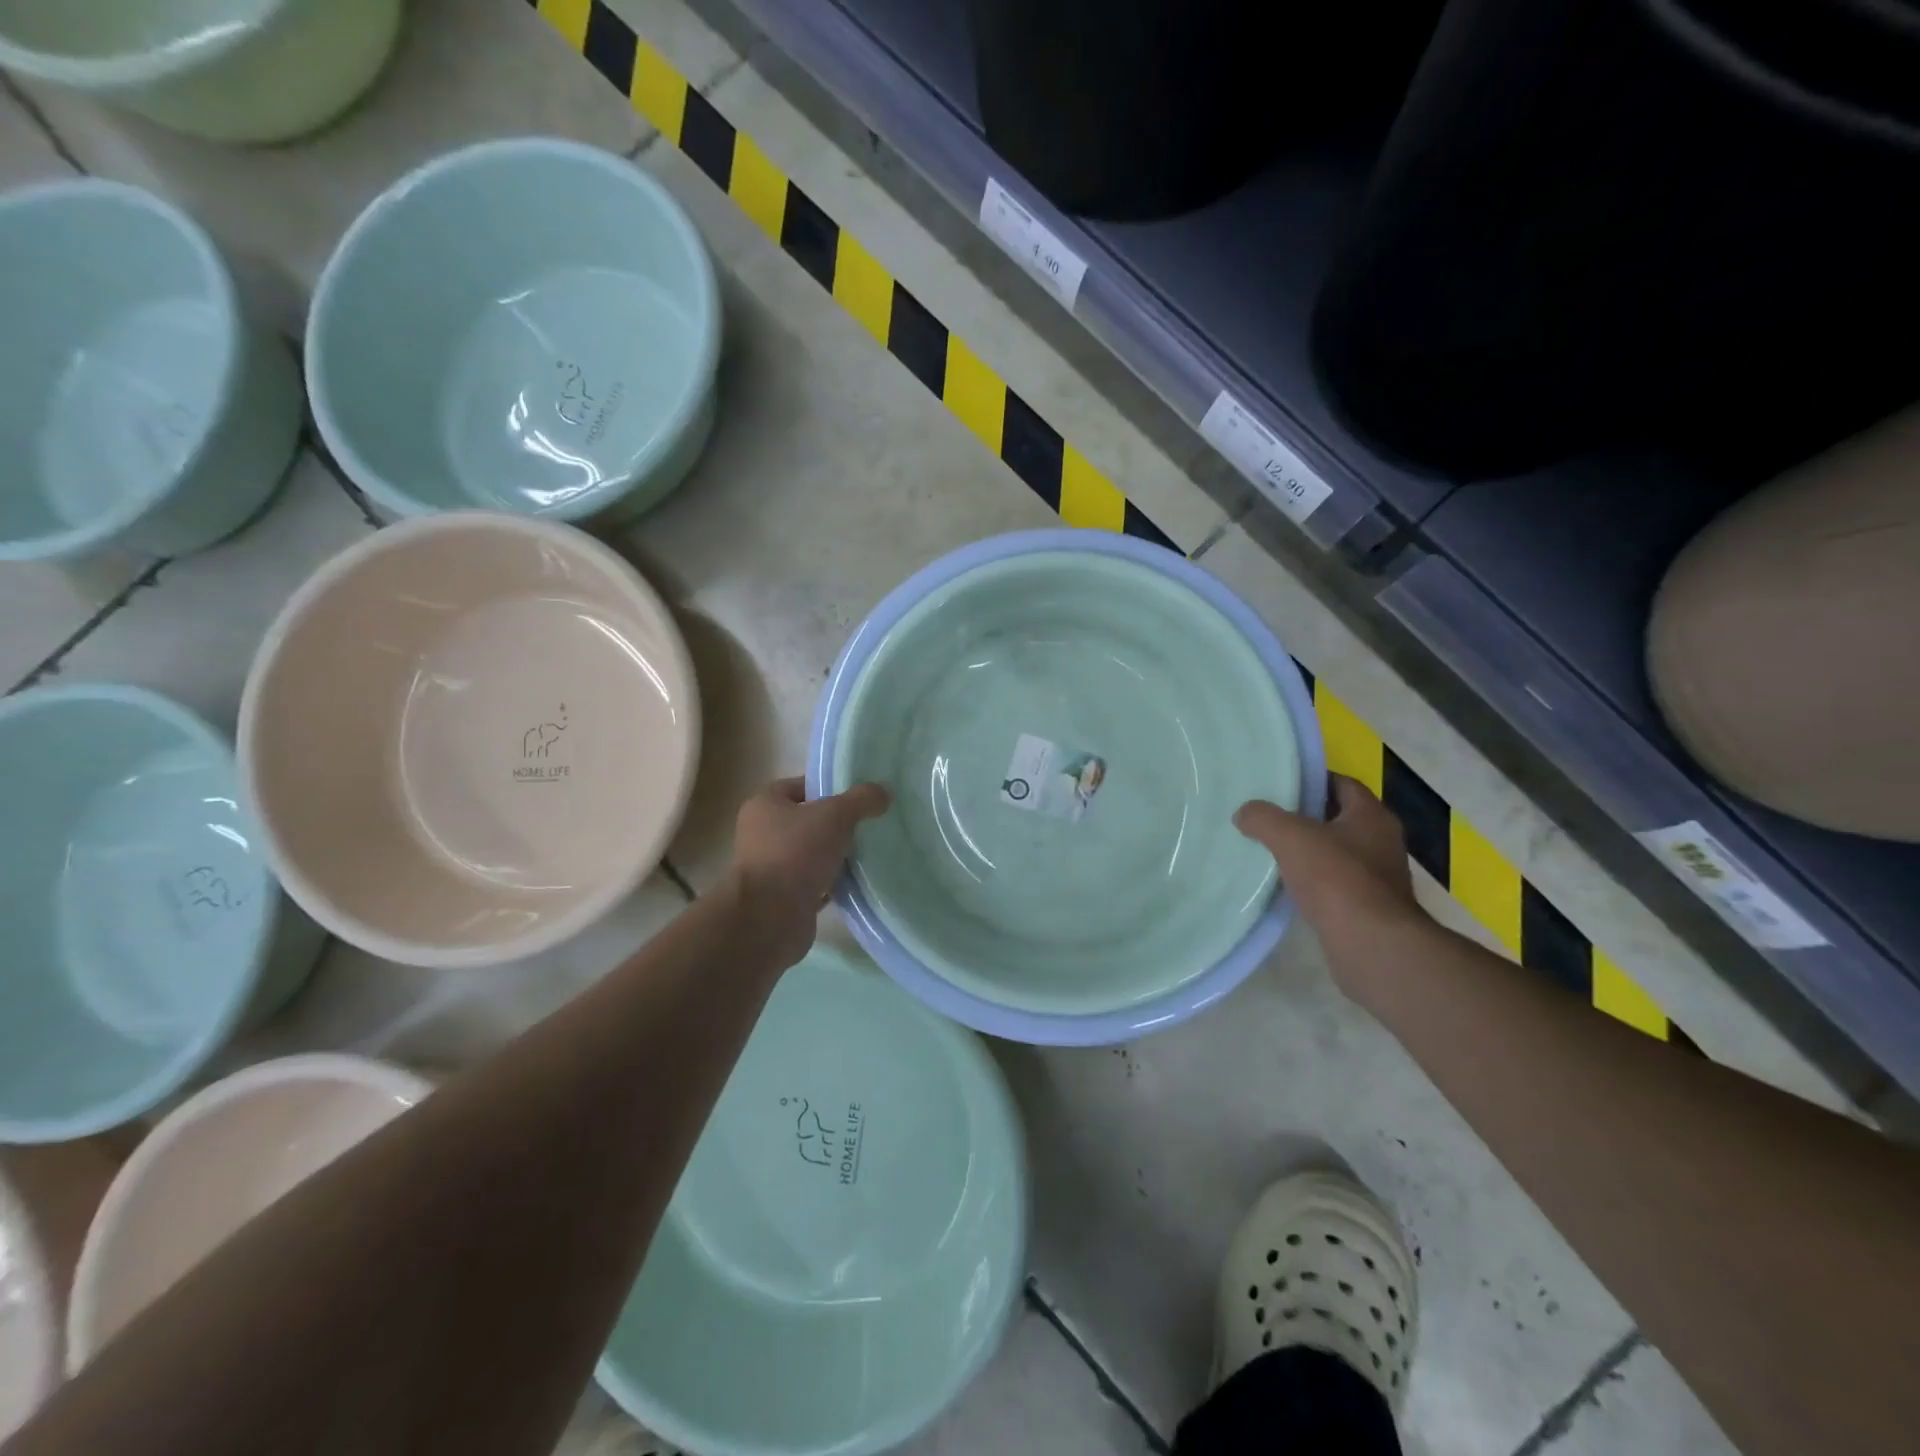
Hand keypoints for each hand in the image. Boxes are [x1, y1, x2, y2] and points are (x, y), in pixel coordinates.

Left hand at [730, 776, 891, 963]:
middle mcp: (762, 834)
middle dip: (836, 824)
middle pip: (806, 821)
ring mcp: (771, 868)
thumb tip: (884, 792)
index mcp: (764, 806)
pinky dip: (833, 882)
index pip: (798, 786)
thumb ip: (862, 800)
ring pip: (811, 853)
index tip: (856, 797)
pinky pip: (814, 883)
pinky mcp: (783, 898)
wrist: (770, 917)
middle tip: (867, 824)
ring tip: (867, 852)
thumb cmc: (796, 853)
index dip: (827, 787)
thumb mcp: (835, 815)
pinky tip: (858, 881)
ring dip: (835, 855)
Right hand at [1236, 776, 1427, 996]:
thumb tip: (1245, 813)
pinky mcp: (1370, 907)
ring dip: (1310, 851)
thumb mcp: (1290, 837)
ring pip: (1337, 852)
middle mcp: (1382, 841)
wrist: (1372, 945)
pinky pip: (1336, 883)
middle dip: (1306, 816)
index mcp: (1371, 815)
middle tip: (1269, 816)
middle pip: (1339, 817)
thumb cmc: (1336, 879)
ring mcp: (1379, 876)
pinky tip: (1288, 885)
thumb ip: (1263, 818)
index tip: (1279, 784)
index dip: (1311, 780)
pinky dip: (1314, 881)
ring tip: (1272, 849)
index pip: (1341, 783)